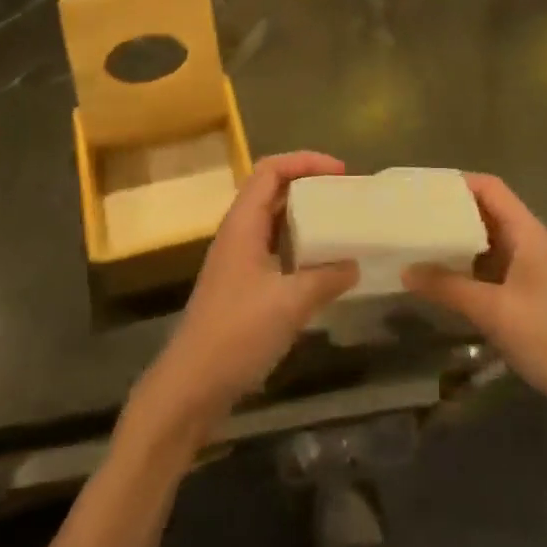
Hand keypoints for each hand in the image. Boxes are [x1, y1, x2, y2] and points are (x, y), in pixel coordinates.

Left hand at [128, 152, 359, 449]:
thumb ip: (325, 278)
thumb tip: (354, 263)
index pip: (270, 170)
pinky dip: (300, 246)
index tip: (341, 171)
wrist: (192, 385)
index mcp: (242, 224)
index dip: (305, 161)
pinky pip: (275, 249)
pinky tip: (323, 266)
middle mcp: (238, 233)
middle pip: (272, 190)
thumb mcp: (290, 303)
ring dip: (305, 216)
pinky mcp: (242, 285)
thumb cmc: (237, 334)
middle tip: (345, 195)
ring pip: (274, 221)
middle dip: (309, 185)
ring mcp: (238, 259)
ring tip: (340, 224)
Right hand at [405, 174, 546, 433]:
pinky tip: (443, 281)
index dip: (457, 182)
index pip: (489, 188)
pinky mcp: (529, 298)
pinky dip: (466, 269)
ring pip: (487, 243)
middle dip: (450, 212)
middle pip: (486, 212)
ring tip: (419, 244)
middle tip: (412, 216)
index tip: (422, 188)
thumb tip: (406, 270)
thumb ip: (448, 288)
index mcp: (526, 233)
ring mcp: (530, 272)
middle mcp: (529, 244)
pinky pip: (491, 270)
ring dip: (457, 242)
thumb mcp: (494, 311)